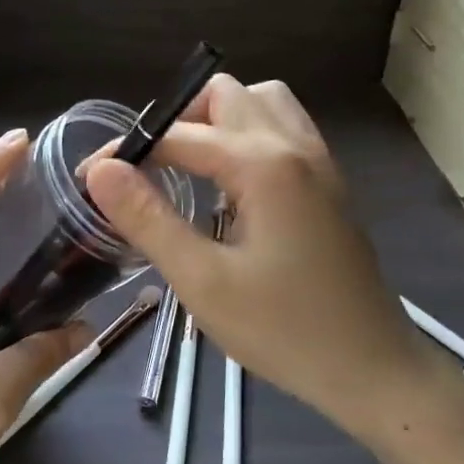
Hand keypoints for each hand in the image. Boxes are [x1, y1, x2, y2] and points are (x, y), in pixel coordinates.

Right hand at [87, 76, 437, 441]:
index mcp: (262, 164)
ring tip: (191, 166)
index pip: (178, 134)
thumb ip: (149, 218)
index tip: (90, 178)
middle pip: (223, 95)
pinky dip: (249, 133)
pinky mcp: (329, 180)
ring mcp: (319, 159)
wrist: (373, 368)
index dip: (127, 151)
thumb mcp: (202, 281)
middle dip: (176, 121)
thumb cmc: (284, 331)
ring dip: (218, 119)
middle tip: (148, 169)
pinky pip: (284, 126)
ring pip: (260, 101)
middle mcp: (294, 145)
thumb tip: (101, 170)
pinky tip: (233, 182)